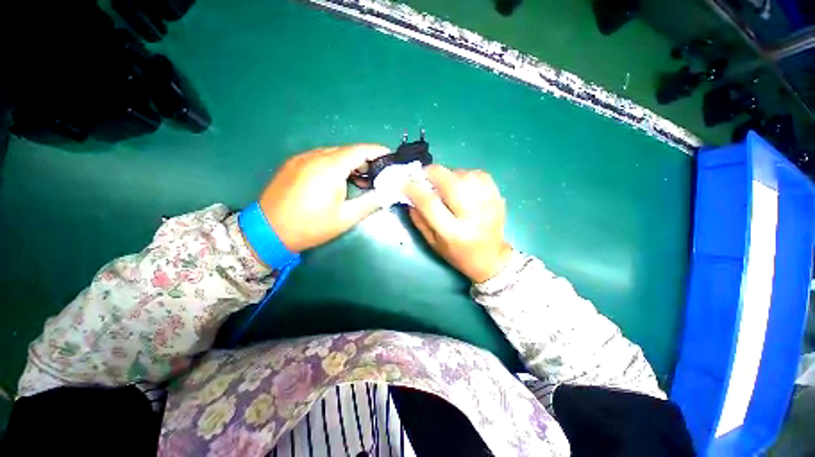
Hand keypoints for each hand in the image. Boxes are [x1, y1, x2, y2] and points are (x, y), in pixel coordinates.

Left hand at [258, 144, 389, 251]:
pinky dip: (335, 164)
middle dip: (365, 159)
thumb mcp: (345, 218)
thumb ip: (370, 203)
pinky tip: (338, 180)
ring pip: (333, 153)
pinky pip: (320, 157)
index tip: (390, 156)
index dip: (377, 151)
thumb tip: (387, 194)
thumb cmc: (310, 226)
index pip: (359, 150)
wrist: (268, 232)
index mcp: (329, 168)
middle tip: (377, 175)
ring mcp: (301, 158)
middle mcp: (315, 156)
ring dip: (349, 163)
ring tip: (359, 179)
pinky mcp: (293, 164)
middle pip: (347, 150)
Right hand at [404, 165, 512, 282]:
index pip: (430, 204)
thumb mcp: (433, 243)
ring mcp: (488, 205)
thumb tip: (410, 197)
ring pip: (466, 176)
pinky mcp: (497, 198)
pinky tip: (462, 183)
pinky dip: (467, 174)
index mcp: (454, 233)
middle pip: (452, 184)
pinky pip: (481, 175)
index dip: (415, 190)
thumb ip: (420, 220)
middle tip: (424, 173)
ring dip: (450, 174)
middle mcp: (473, 217)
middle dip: (433, 173)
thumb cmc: (458, 254)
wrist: (490, 258)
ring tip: (444, 182)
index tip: (405, 183)